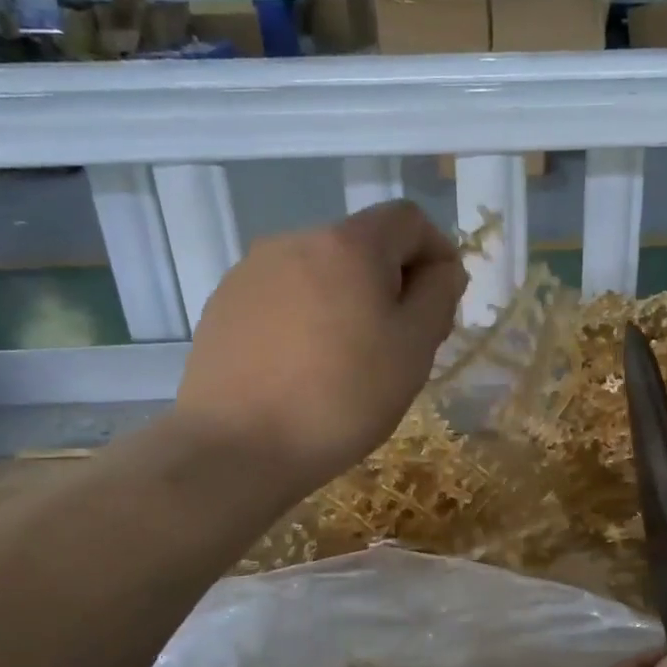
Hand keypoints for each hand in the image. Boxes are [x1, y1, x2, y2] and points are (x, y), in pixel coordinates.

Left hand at [176, 202, 466, 495]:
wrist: (235, 447)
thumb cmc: (341, 397)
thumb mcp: (413, 349)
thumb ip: (438, 295)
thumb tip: (442, 269)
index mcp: (348, 244)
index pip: (408, 219)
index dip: (437, 252)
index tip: (440, 304)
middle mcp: (296, 240)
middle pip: (364, 245)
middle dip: (393, 282)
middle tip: (402, 343)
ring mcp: (252, 271)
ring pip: (323, 272)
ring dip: (350, 301)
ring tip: (349, 361)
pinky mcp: (224, 304)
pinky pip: (285, 296)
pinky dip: (308, 317)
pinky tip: (304, 367)